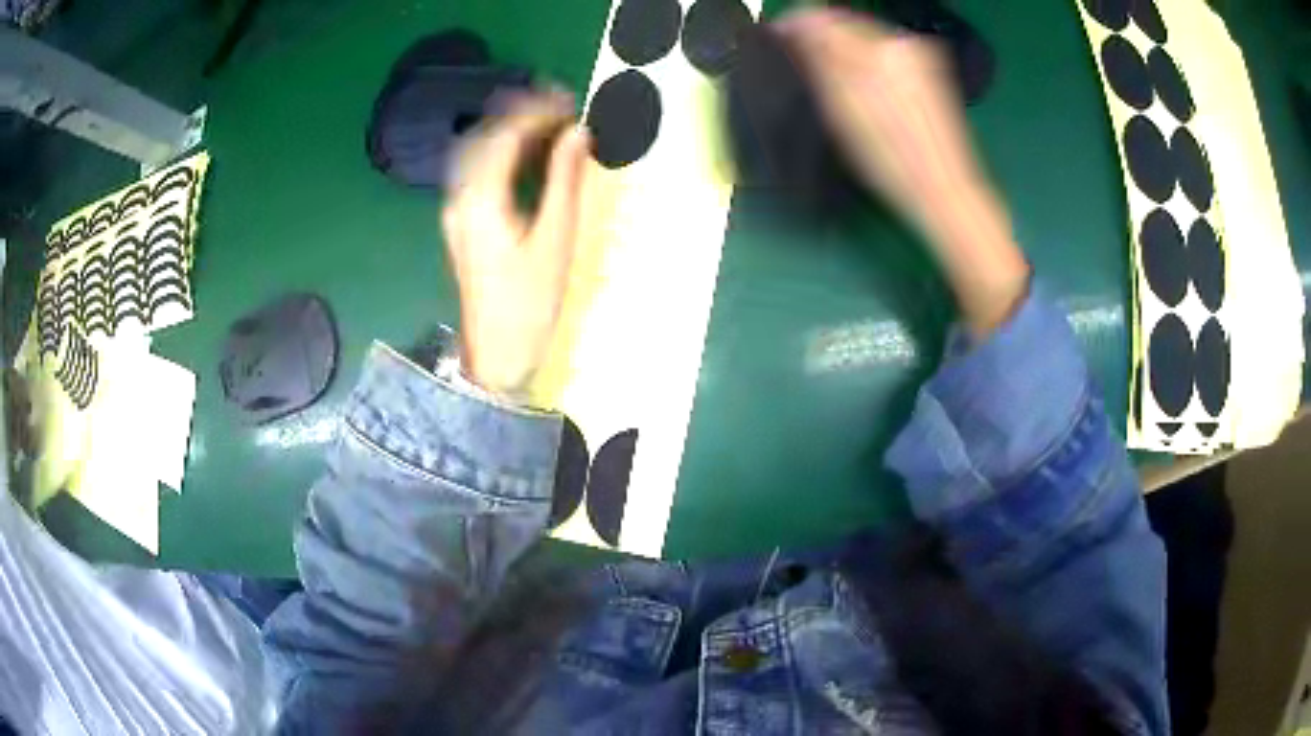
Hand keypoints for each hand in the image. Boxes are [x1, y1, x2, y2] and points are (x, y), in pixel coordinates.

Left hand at [442, 93, 589, 397]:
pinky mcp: (460, 222)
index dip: (538, 110)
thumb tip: (579, 132)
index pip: (507, 135)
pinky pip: (475, 171)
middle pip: (485, 137)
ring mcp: (456, 210)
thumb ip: (565, 178)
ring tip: (545, 122)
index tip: (570, 99)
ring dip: (507, 130)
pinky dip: (499, 153)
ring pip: (476, 152)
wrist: (496, 351)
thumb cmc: (530, 299)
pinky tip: (523, 154)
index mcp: (483, 198)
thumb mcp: (556, 237)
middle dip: (521, 113)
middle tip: (561, 104)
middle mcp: (461, 197)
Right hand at [777, 9, 1029, 335]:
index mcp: (874, 48)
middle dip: (821, 40)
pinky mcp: (930, 70)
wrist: (945, 190)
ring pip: (865, 38)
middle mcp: (899, 41)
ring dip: (843, 52)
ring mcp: (919, 55)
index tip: (778, 42)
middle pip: (845, 23)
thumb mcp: (842, 110)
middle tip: (805, 70)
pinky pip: (885, 52)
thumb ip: (817, 58)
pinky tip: (866, 92)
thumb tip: (794, 26)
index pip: (821, 16)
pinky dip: (868, 63)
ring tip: (836, 86)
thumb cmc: (888, 159)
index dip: (795, 26)